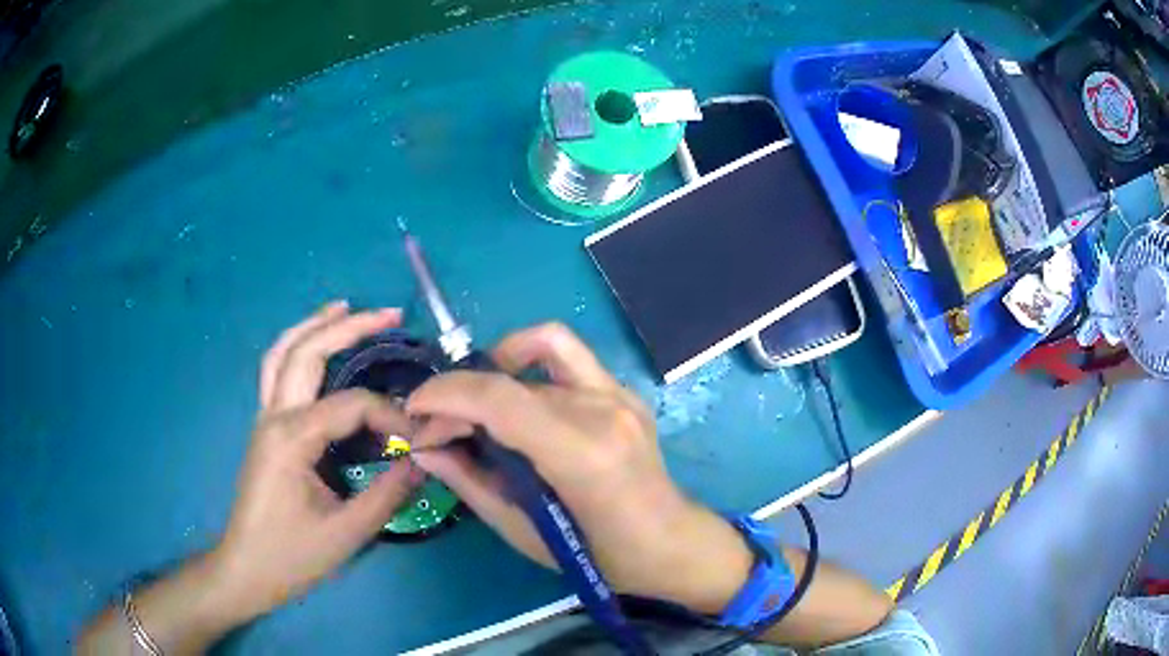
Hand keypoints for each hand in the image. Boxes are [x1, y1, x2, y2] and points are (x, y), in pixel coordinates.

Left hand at [213, 302, 421, 618]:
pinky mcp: (265, 428)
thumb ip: (389, 493)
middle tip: (391, 314)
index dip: (392, 416)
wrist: (246, 568)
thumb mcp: (347, 533)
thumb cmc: (292, 555)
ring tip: (346, 308)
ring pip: (283, 352)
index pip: (351, 405)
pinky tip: (317, 348)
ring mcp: (264, 418)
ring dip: (314, 325)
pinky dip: (298, 347)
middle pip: (307, 351)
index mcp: (292, 438)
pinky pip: (278, 371)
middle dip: (349, 326)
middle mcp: (274, 416)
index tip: (420, 440)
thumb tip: (427, 459)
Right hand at [407, 323, 753, 612]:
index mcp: (583, 455)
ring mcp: (619, 393)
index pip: (500, 399)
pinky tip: (515, 391)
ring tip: (473, 403)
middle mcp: (603, 410)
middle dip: (459, 397)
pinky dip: (528, 358)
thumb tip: (424, 449)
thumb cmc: (600, 557)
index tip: (414, 412)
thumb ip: (471, 483)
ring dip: (492, 370)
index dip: (445, 395)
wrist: (670, 543)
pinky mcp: (623, 390)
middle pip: (511, 379)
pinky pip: (566, 353)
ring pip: (537, 351)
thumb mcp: (525, 533)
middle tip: (437, 429)